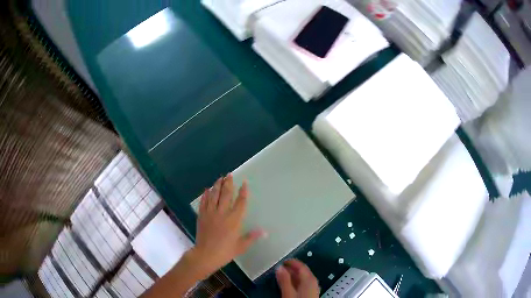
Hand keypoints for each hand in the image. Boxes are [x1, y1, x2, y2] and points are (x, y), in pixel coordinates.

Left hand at [191, 174, 263, 277]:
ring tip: (219, 178)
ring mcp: (210, 213)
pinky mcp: (202, 216)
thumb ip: (252, 236)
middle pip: (226, 195)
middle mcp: (222, 213)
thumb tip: (265, 231)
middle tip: (229, 175)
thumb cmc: (225, 251)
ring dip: (217, 186)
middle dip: (228, 184)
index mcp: (234, 220)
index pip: (240, 202)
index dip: (243, 192)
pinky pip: (203, 202)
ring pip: (214, 196)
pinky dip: (205, 195)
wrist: (206, 255)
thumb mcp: (241, 246)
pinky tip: (207, 190)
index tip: (244, 183)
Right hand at [276, 259, 319, 297]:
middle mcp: (314, 282)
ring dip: (293, 277)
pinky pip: (304, 285)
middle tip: (281, 268)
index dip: (291, 261)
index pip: (301, 265)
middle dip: (291, 269)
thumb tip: (280, 268)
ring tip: (283, 277)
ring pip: (303, 278)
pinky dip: (296, 283)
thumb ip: (284, 279)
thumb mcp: (288, 291)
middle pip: (303, 271)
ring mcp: (314, 289)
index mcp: (310, 279)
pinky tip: (290, 286)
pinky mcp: (311, 294)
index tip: (283, 261)